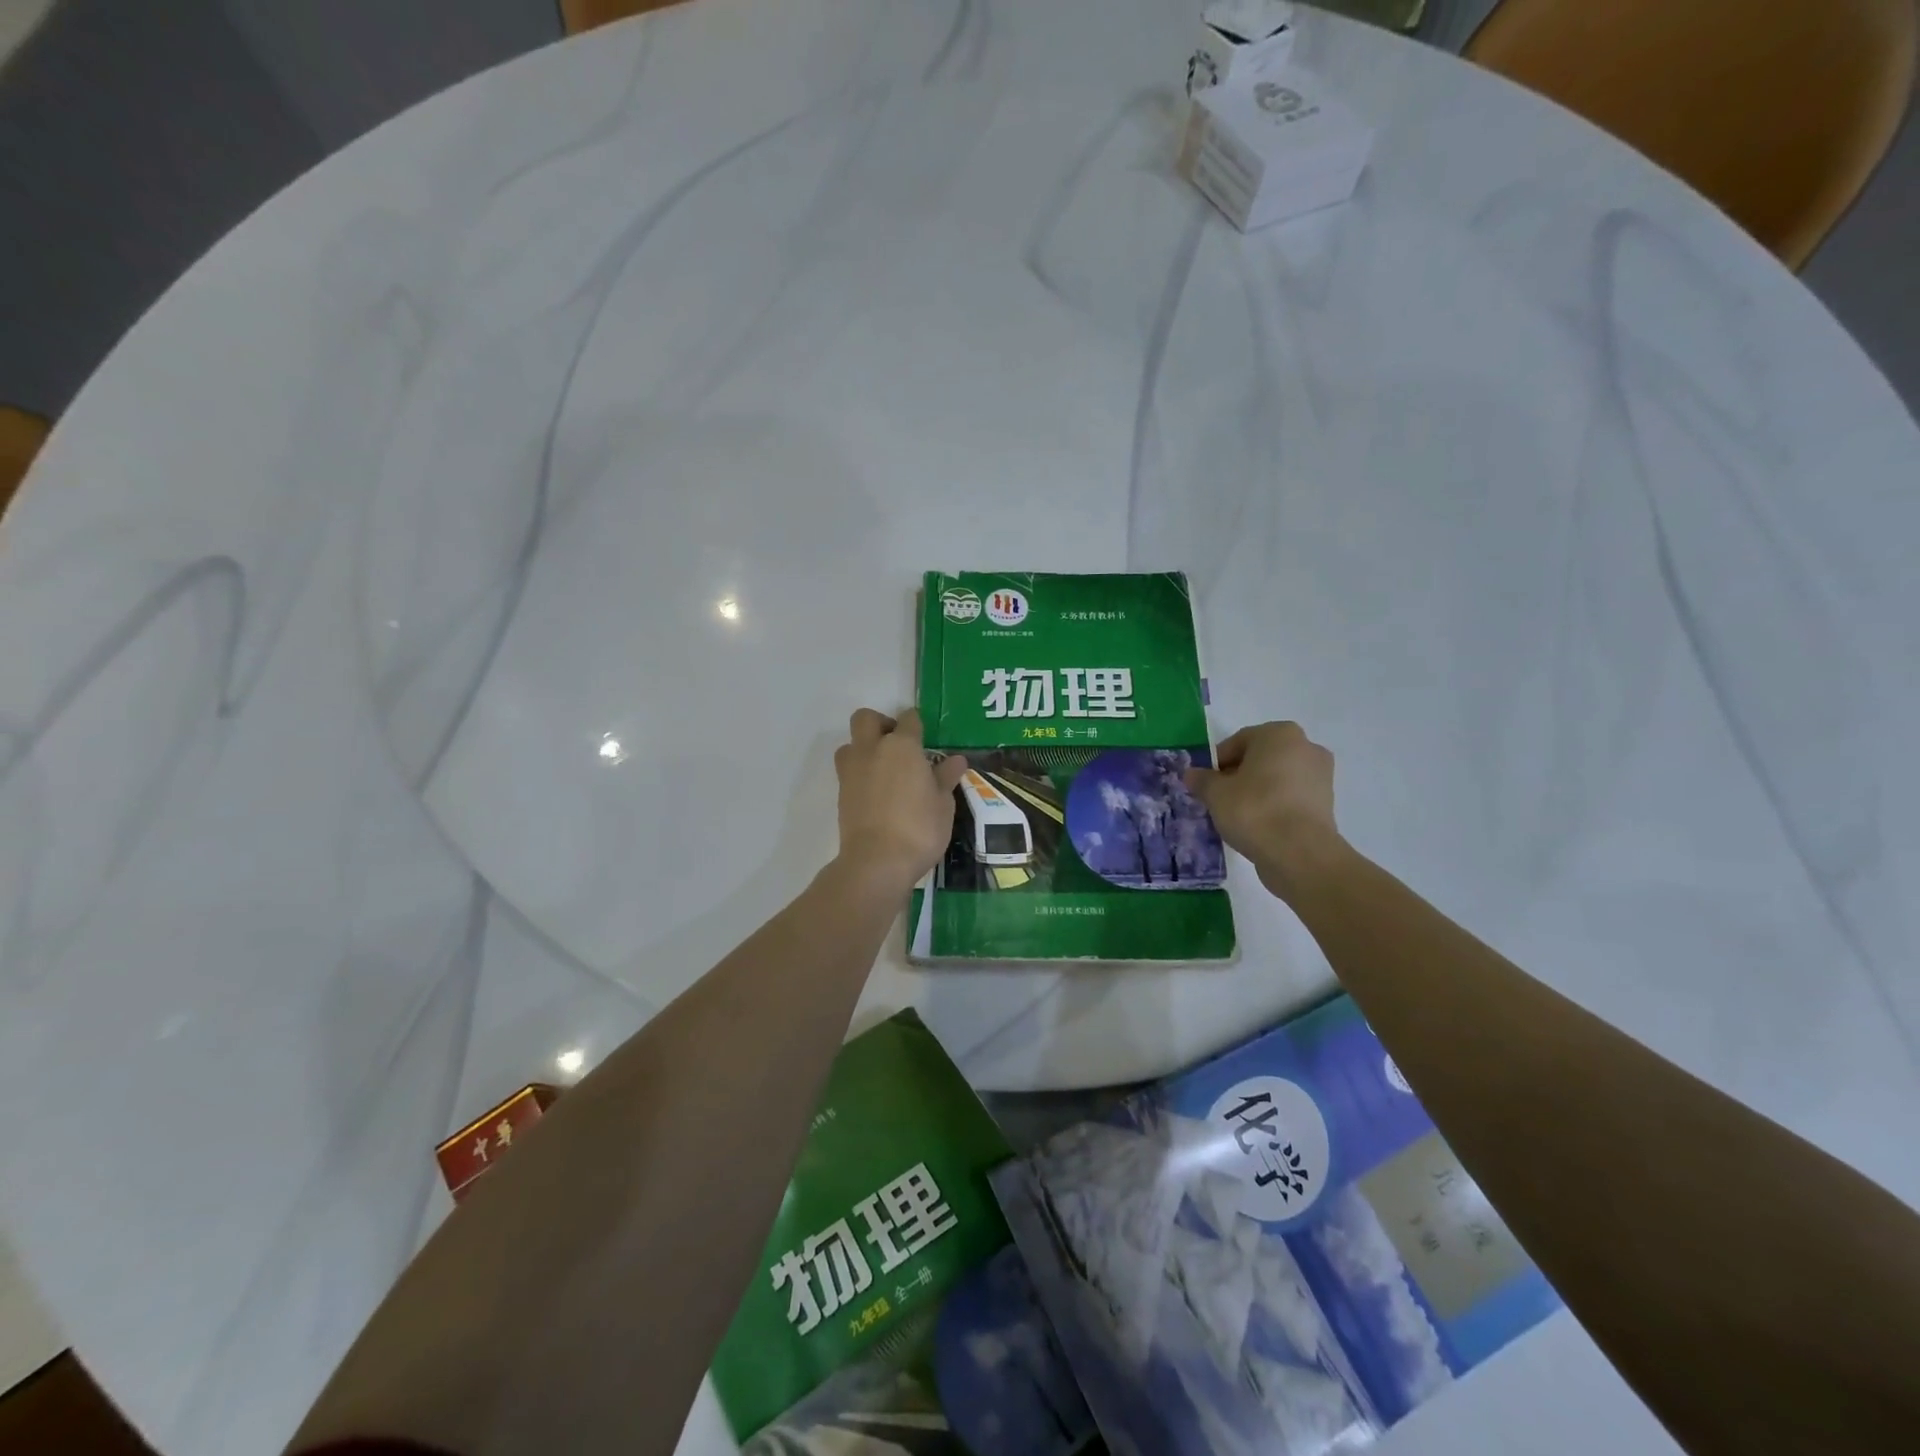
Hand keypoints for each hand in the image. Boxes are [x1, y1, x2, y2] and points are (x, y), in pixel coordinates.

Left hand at [833, 708, 968, 891]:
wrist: (877, 862)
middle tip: (899, 745)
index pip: (909, 718)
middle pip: (866, 718)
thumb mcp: (943, 804)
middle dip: (881, 724)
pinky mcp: (841, 793)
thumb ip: (945, 777)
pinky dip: (860, 773)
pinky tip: (877, 793)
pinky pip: (848, 770)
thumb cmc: (919, 829)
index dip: (916, 724)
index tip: (924, 738)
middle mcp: (872, 750)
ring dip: (864, 748)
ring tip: (884, 769)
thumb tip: (956, 760)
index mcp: (902, 746)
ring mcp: (851, 771)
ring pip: (851, 743)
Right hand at [1185, 721, 1342, 903]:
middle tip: (1219, 798)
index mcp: (1280, 734)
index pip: (1238, 741)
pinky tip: (1259, 825)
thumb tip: (1192, 774)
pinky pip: (1291, 797)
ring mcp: (1321, 775)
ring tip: (1238, 815)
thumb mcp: (1215, 793)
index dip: (1217, 763)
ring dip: (1257, 791)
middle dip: (1238, 775)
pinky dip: (1275, 806)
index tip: (1206, 784)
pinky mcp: (1326, 803)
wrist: (1299, 853)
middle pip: (1260, 758)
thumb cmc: (1254, 810)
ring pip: (1277, 778)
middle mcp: (1306, 747)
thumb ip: (1201, 780)